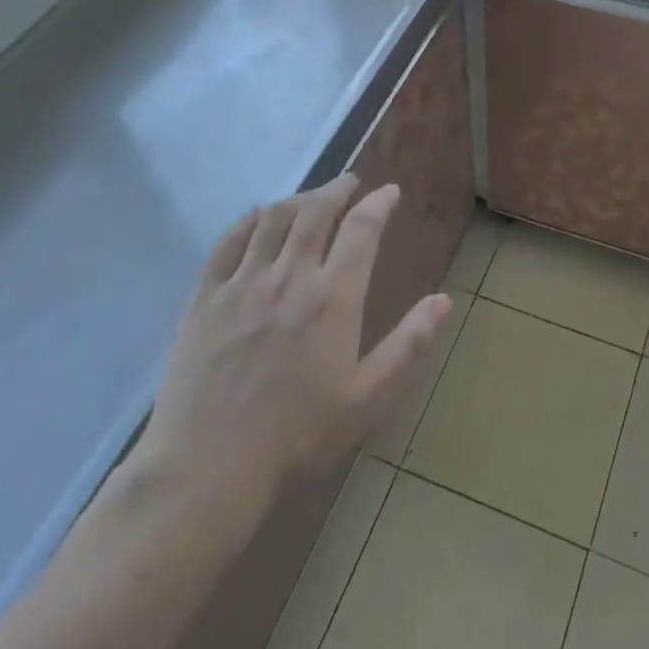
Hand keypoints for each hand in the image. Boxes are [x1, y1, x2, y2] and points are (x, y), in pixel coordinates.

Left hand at [133, 174, 452, 510]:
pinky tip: (257, 218)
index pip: (361, 230)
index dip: (379, 204)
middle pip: (316, 212)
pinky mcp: (204, 296)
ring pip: (272, 219)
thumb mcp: (367, 398)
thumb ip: (408, 344)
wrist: (209, 467)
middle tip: (350, 181)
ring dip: (298, 199)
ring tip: (311, 198)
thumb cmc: (298, 436)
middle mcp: (288, 276)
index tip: (390, 192)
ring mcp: (242, 283)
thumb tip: (444, 300)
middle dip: (337, 189)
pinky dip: (248, 221)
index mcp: (332, 298)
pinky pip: (228, 242)